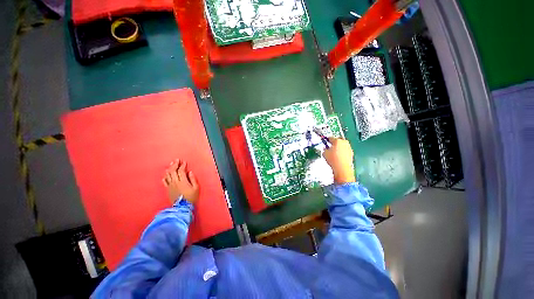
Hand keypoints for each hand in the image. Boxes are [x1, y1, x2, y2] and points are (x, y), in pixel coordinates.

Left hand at [162, 159, 199, 203]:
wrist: (183, 207)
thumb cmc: (191, 197)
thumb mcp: (196, 187)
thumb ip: (193, 179)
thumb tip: (190, 172)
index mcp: (182, 181)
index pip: (181, 171)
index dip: (182, 165)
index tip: (184, 162)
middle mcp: (175, 182)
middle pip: (173, 171)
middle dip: (175, 164)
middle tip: (177, 160)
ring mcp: (170, 185)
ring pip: (168, 175)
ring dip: (170, 168)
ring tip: (171, 164)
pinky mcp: (168, 189)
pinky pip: (165, 181)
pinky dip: (165, 176)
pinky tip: (166, 174)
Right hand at [323, 138, 355, 183]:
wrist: (342, 168)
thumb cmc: (333, 159)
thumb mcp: (324, 153)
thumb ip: (325, 149)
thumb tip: (325, 148)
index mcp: (337, 140)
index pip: (331, 138)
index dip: (327, 139)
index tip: (325, 141)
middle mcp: (344, 142)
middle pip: (338, 141)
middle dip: (334, 143)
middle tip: (329, 147)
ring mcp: (349, 147)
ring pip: (342, 145)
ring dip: (338, 148)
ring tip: (333, 153)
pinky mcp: (351, 153)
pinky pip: (345, 150)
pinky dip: (342, 152)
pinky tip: (338, 157)